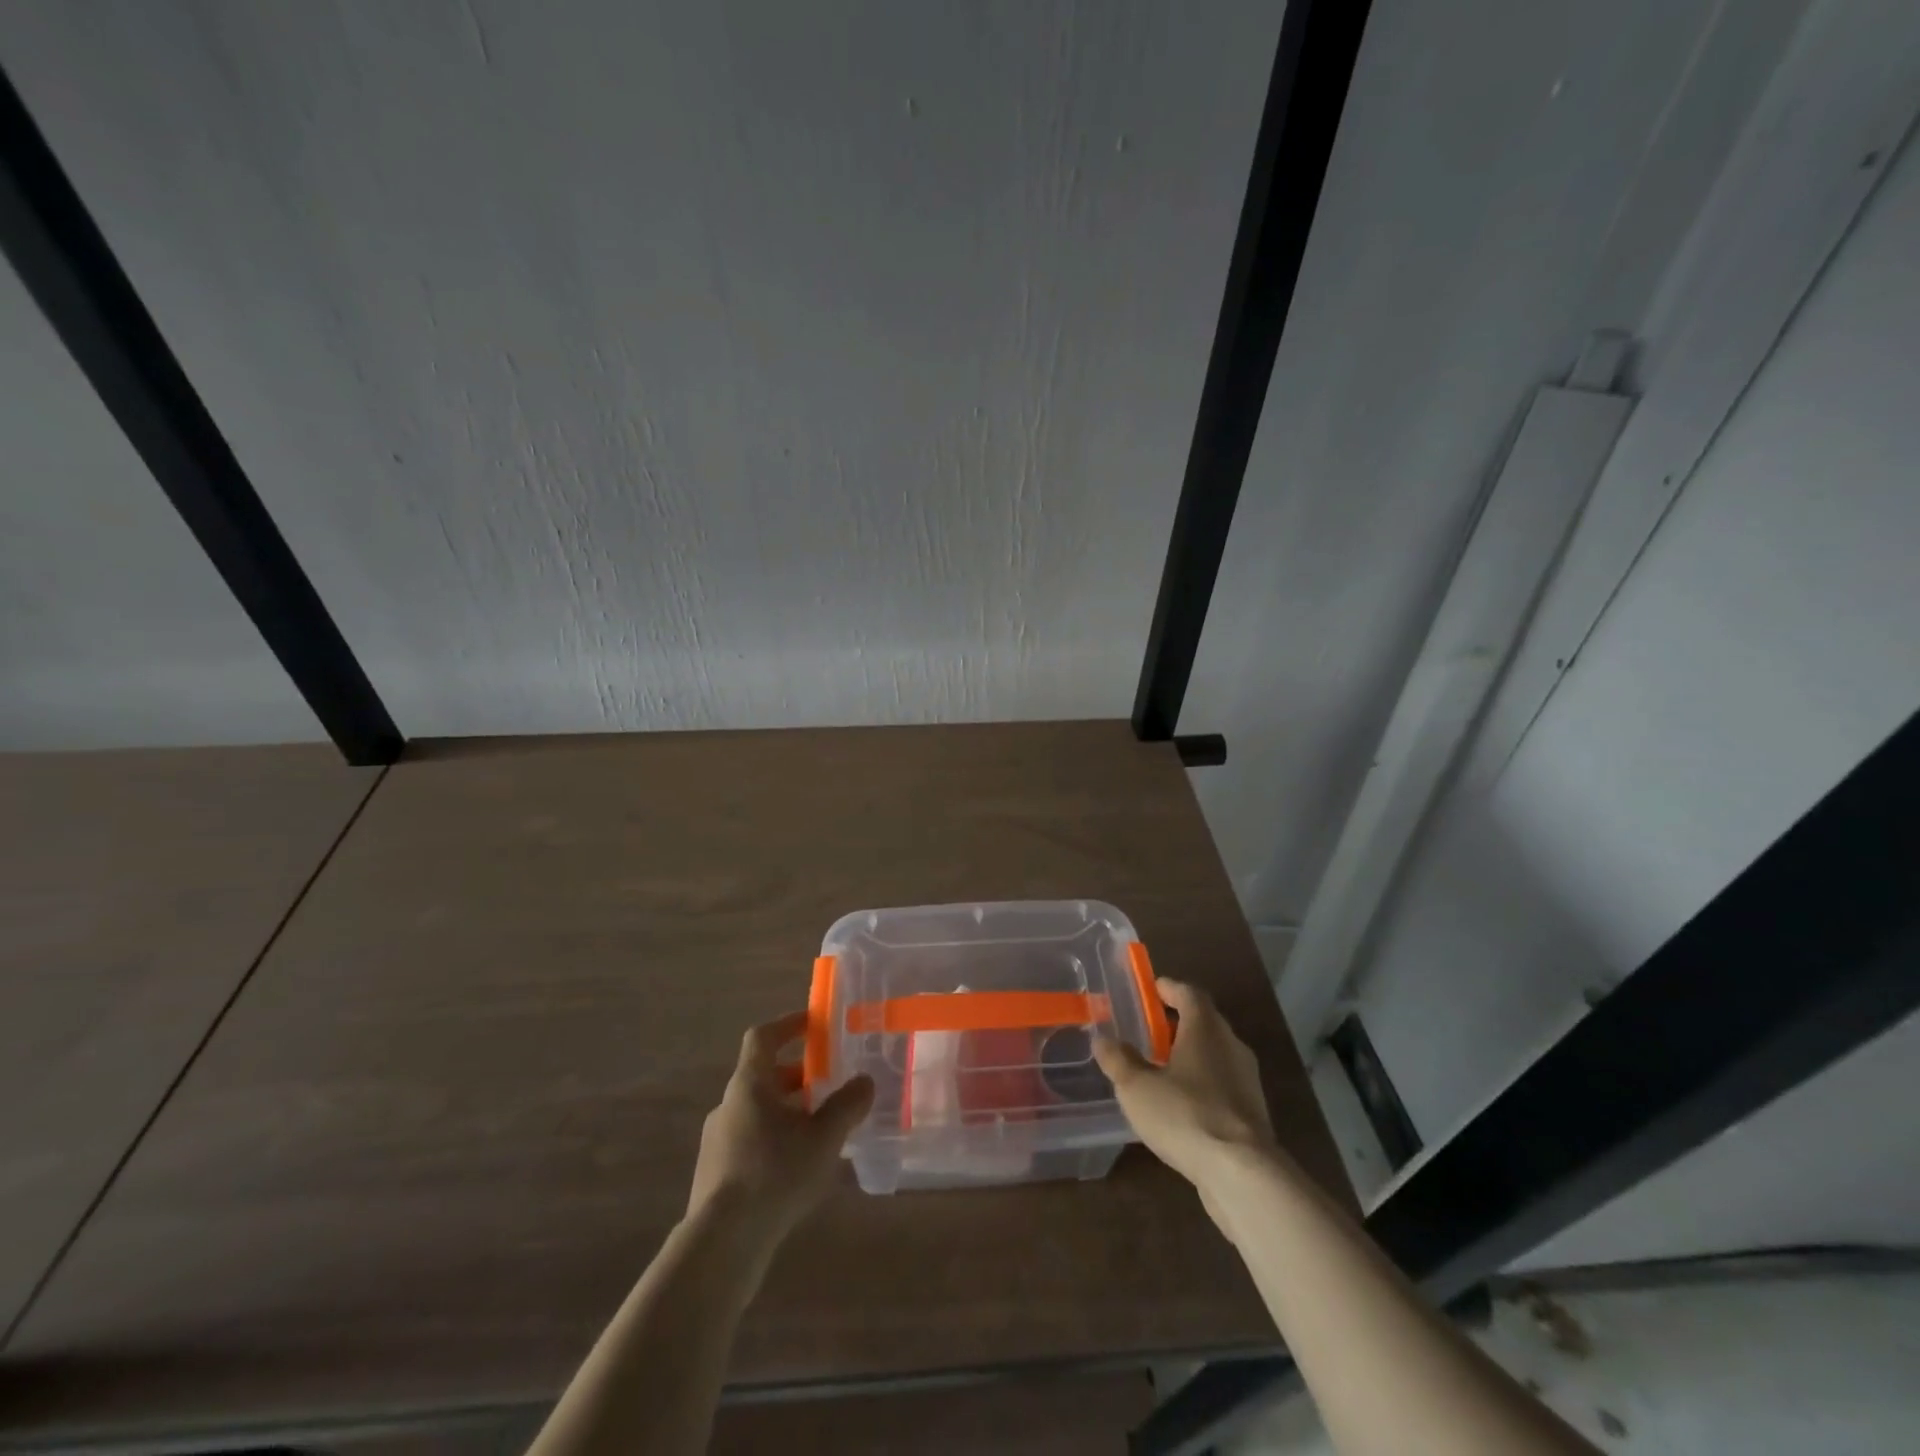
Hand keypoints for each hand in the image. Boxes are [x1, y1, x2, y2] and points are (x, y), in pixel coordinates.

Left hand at [687, 1011, 874, 1248]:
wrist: (721, 1243)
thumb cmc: (774, 1174)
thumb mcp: (823, 1138)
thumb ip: (847, 1105)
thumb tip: (865, 1081)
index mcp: (749, 1084)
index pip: (763, 1037)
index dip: (788, 1024)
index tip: (814, 1024)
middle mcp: (728, 1105)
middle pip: (763, 1075)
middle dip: (797, 1075)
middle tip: (828, 1082)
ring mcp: (717, 1141)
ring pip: (757, 1110)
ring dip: (787, 1110)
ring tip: (820, 1128)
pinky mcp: (716, 1174)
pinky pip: (750, 1140)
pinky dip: (775, 1138)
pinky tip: (798, 1166)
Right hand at [1094, 979, 1276, 1213]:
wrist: (1242, 1174)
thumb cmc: (1185, 1115)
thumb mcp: (1137, 1087)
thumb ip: (1118, 1060)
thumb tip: (1103, 1039)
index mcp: (1205, 1028)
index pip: (1189, 993)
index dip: (1169, 988)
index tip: (1150, 990)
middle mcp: (1231, 1045)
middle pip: (1205, 1021)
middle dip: (1177, 1022)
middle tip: (1149, 1031)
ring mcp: (1247, 1080)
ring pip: (1215, 1055)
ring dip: (1191, 1055)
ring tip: (1161, 1070)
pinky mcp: (1253, 1113)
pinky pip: (1223, 1084)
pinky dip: (1202, 1084)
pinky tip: (1181, 1105)